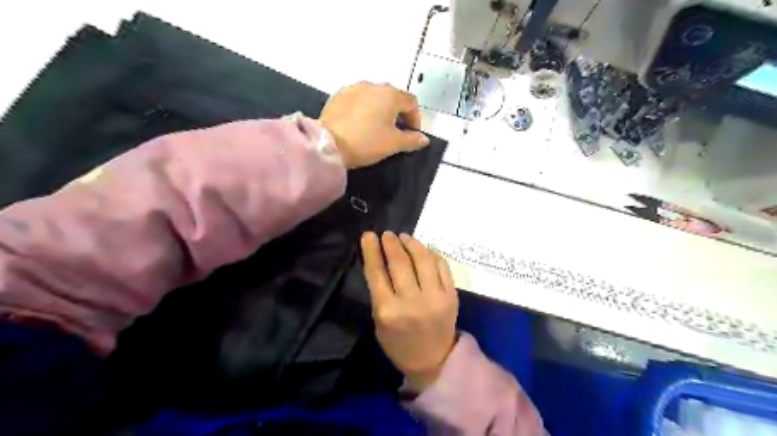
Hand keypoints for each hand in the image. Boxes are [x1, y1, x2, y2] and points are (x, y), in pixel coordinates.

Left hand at [320, 81, 434, 167]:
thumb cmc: (366, 142)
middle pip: (393, 97)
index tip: (412, 134)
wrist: (329, 144)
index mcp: (390, 95)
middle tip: (396, 132)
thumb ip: (412, 140)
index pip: (411, 102)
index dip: (415, 118)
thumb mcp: (393, 144)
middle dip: (398, 113)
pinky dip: (364, 109)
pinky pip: (358, 100)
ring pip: (374, 97)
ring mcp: (353, 88)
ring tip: (377, 128)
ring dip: (380, 110)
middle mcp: (373, 86)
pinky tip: (359, 124)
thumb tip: (423, 139)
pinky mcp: (338, 96)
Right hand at [361, 232, 455, 391]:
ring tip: (404, 237)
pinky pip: (441, 266)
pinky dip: (431, 254)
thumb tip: (381, 260)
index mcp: (388, 311)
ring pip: (423, 259)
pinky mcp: (452, 296)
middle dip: (391, 243)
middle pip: (399, 263)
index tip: (368, 235)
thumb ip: (380, 292)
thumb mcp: (379, 321)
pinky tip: (423, 250)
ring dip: (411, 243)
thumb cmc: (399, 343)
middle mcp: (411, 302)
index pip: (376, 272)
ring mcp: (435, 298)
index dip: (371, 250)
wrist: (433, 360)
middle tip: (387, 234)